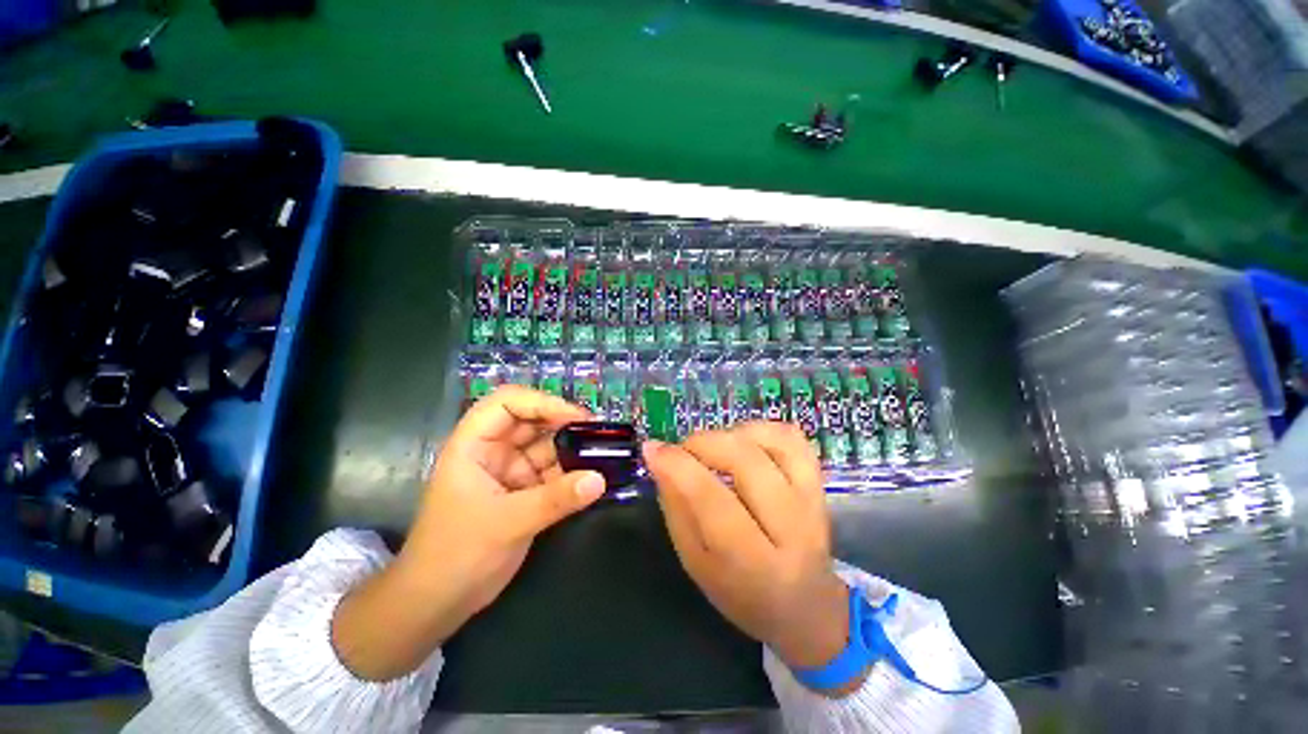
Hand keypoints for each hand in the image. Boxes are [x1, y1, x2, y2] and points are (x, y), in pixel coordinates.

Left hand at [332, 386, 604, 680]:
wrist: (438, 604)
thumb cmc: (455, 555)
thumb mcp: (506, 524)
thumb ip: (555, 500)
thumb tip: (599, 480)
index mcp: (474, 445)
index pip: (506, 403)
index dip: (541, 402)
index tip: (575, 417)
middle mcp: (494, 451)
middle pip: (532, 421)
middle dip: (564, 424)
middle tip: (599, 434)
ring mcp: (511, 470)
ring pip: (547, 446)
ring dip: (573, 449)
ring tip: (605, 453)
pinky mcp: (525, 491)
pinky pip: (554, 472)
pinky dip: (573, 473)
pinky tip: (594, 476)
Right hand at [644, 422, 861, 694]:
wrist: (807, 607)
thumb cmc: (742, 593)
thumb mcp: (696, 564)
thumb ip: (676, 510)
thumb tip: (659, 460)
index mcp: (754, 564)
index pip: (712, 501)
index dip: (677, 466)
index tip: (652, 449)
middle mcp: (792, 529)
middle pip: (746, 462)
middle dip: (703, 444)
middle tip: (683, 450)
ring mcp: (812, 501)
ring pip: (773, 442)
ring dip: (731, 434)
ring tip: (714, 448)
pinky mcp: (820, 483)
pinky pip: (792, 437)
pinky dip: (760, 429)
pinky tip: (743, 442)